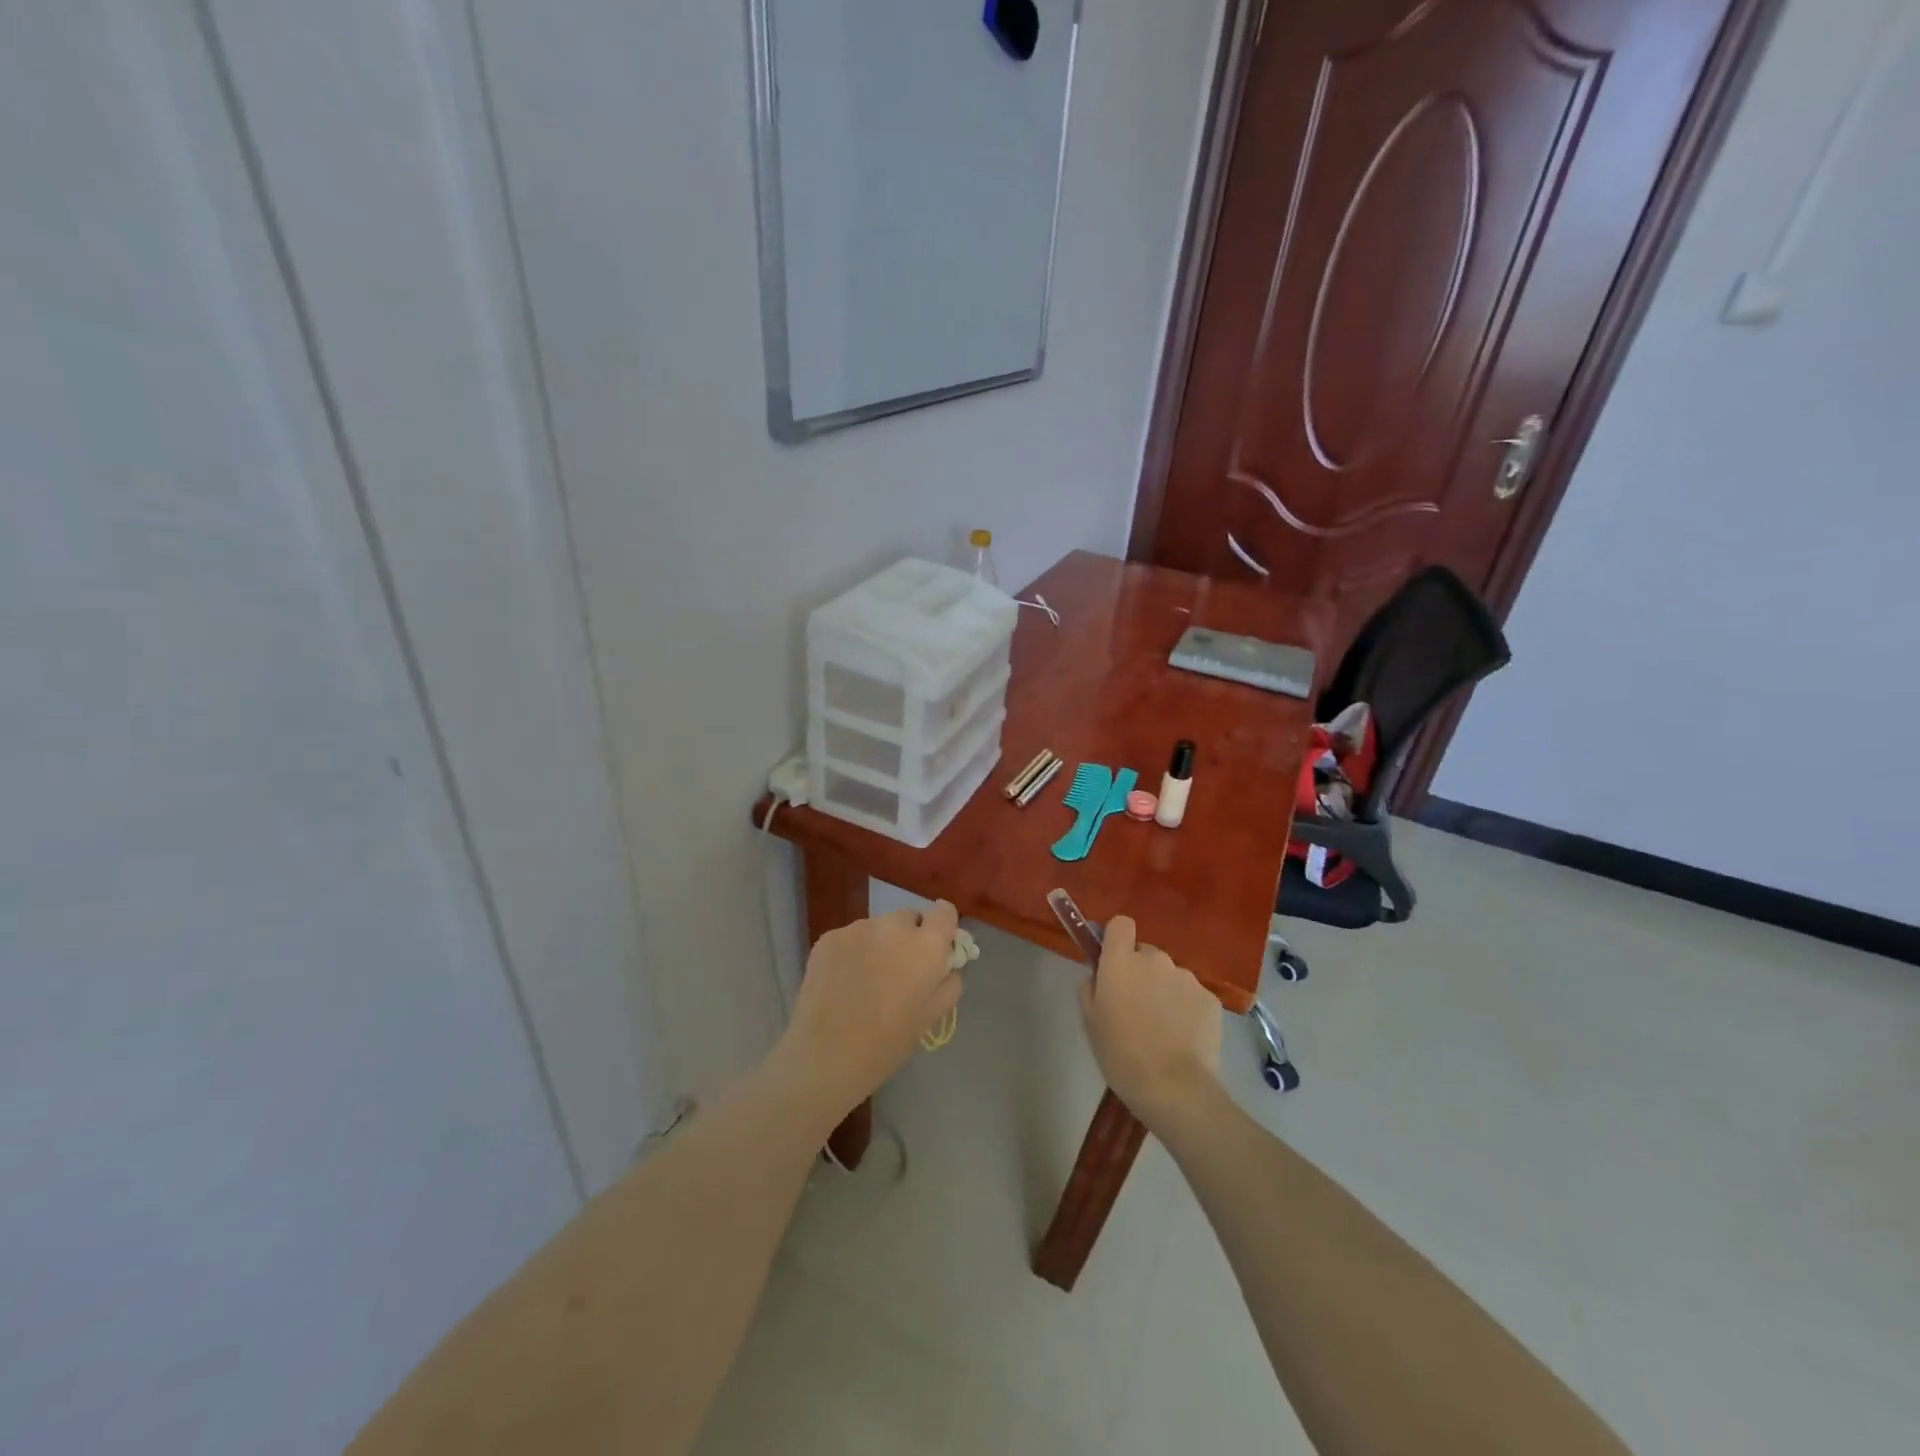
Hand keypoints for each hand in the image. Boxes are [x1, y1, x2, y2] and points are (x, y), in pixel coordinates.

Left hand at [776, 901, 964, 1121]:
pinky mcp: (829, 937)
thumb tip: (947, 964)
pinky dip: (853, 951)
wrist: (826, 1056)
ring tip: (866, 980)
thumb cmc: (887, 1043)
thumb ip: (949, 982)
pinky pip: (851, 937)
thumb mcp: (931, 1016)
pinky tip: (843, 981)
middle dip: (909, 938)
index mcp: (926, 946)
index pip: (945, 912)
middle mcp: (893, 926)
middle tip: (899, 971)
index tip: (936, 949)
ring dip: (879, 944)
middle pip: (910, 918)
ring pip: (878, 927)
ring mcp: (858, 928)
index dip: (942, 928)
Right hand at [1079, 916, 1221, 1130]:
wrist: (1173, 1087)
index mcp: (1121, 961)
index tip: (1114, 960)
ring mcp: (1186, 977)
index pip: (1120, 924)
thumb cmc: (1121, 1054)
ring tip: (1162, 1028)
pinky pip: (1191, 994)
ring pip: (1170, 975)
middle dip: (1140, 972)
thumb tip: (1099, 974)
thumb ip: (1091, 986)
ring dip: (1164, 990)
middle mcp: (1155, 959)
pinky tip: (1183, 1037)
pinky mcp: (1210, 998)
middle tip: (1136, 1006)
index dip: (1117, 939)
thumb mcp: (1090, 1020)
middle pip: (1145, 953)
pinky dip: (1186, 1009)